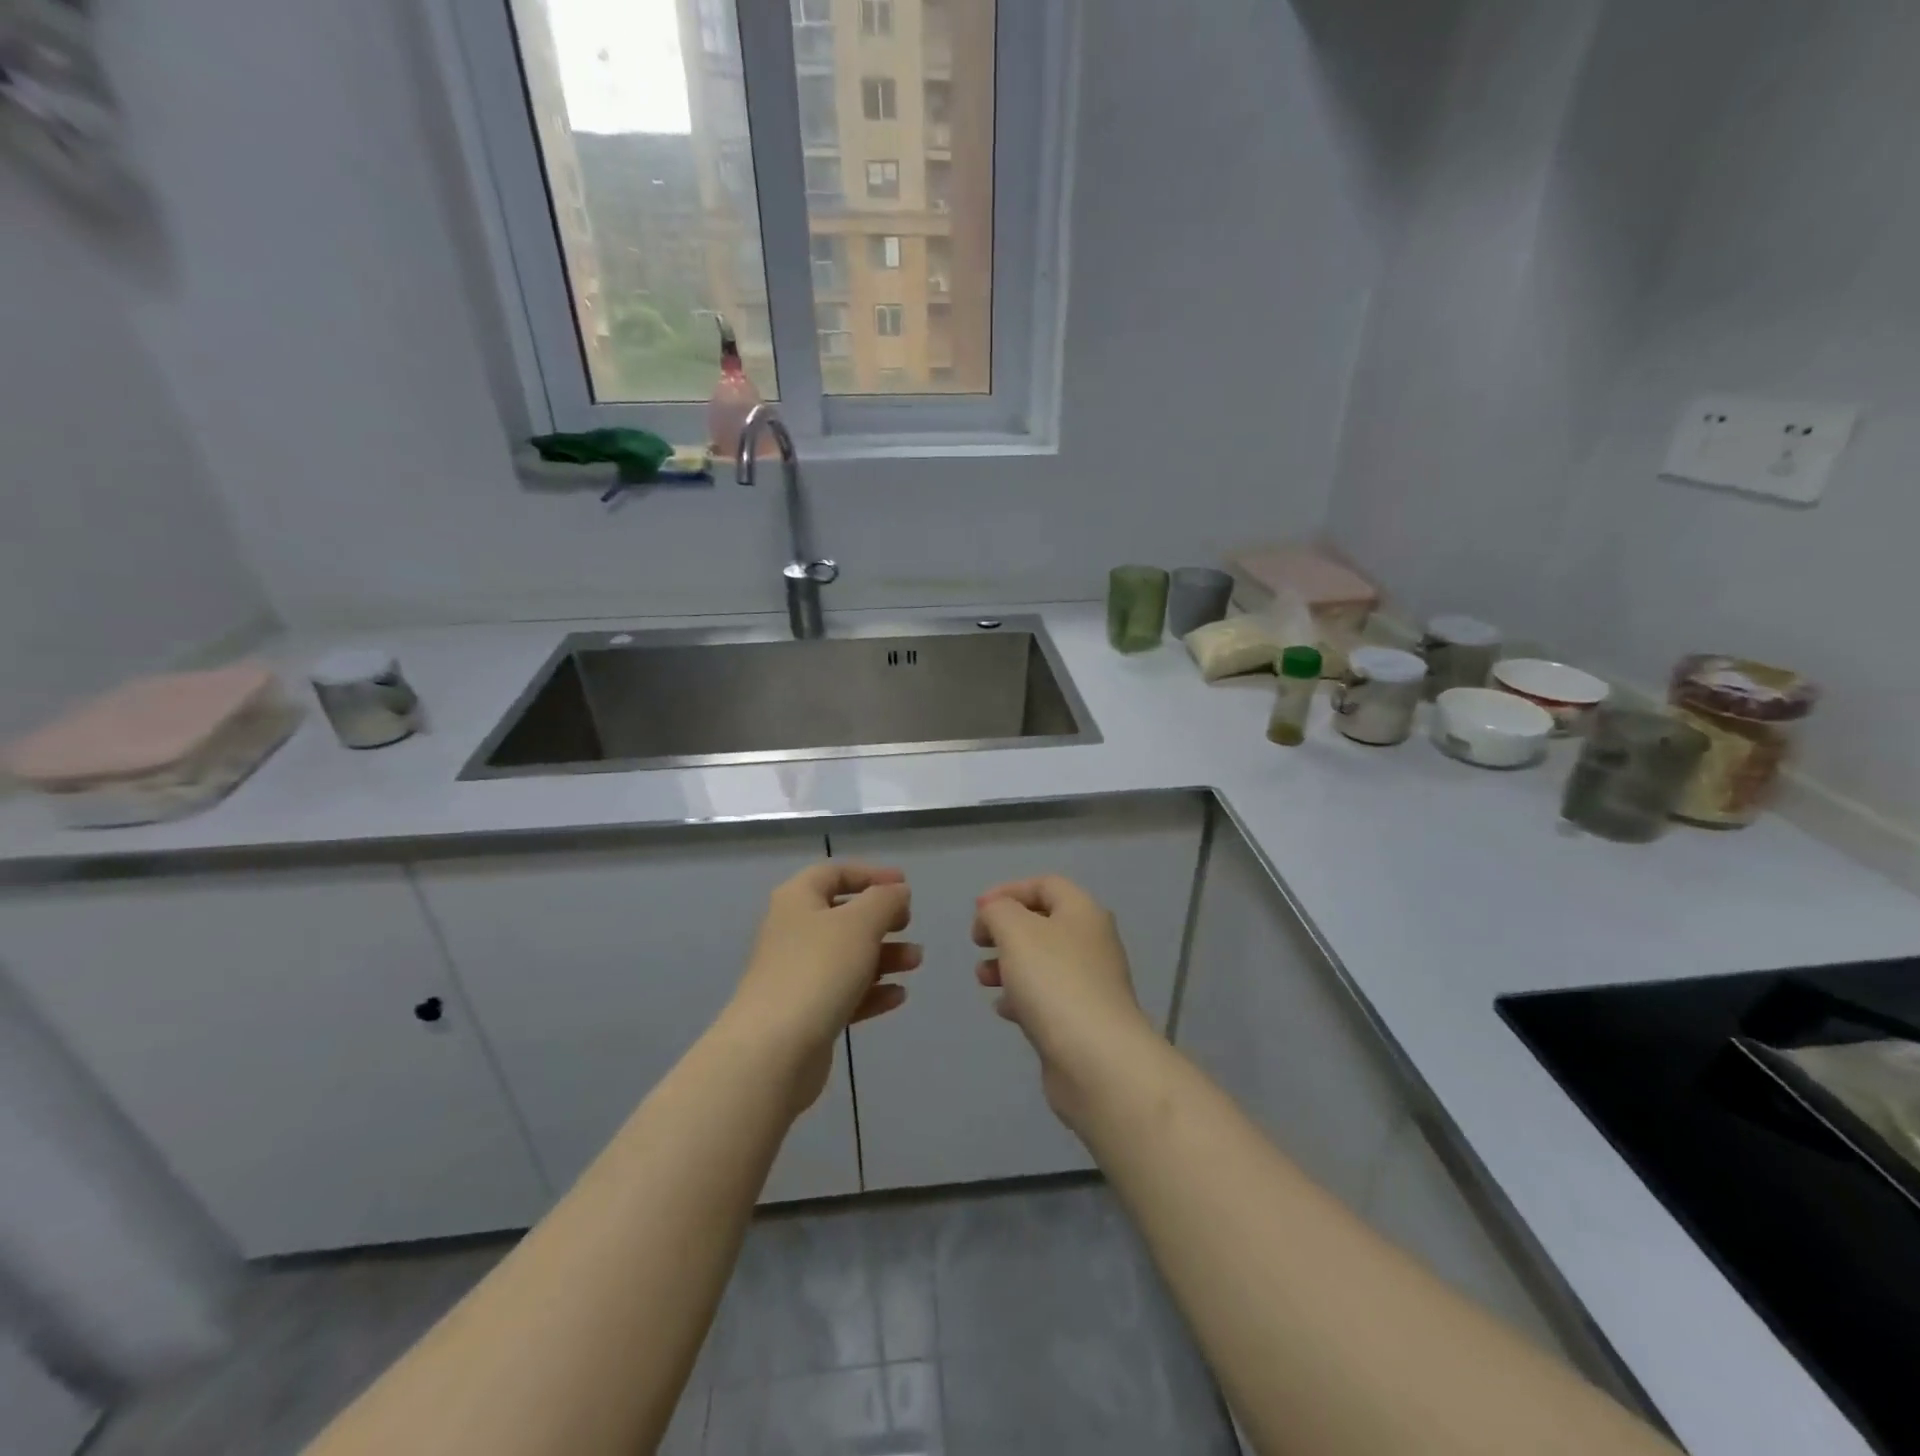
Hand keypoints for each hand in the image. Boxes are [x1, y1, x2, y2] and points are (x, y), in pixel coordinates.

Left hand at [725, 862, 918, 1114]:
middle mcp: (793, 932)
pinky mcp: (805, 1013)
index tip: (904, 886)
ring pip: (847, 956)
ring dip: (884, 956)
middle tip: (908, 924)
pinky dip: (871, 991)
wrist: (774, 1050)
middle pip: (842, 916)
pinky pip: (844, 993)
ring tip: (916, 963)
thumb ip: (885, 901)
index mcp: (797, 900)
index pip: (834, 873)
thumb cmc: (818, 970)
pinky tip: (898, 997)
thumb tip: (897, 891)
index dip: (871, 874)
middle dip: (881, 919)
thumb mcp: (860, 924)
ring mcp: (797, 975)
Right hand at [971, 876, 1154, 1126]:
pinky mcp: (1082, 1020)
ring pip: (1042, 962)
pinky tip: (1004, 1010)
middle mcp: (1092, 943)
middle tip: (978, 944)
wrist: (1097, 1061)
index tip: (977, 911)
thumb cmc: (1054, 982)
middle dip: (1004, 930)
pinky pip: (1046, 997)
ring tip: (983, 979)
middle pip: (1043, 923)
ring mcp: (1090, 983)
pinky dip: (1022, 997)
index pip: (1046, 885)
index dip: (1008, 891)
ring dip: (1008, 964)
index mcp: (1083, 912)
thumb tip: (994, 914)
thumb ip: (998, 911)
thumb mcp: (1016, 931)